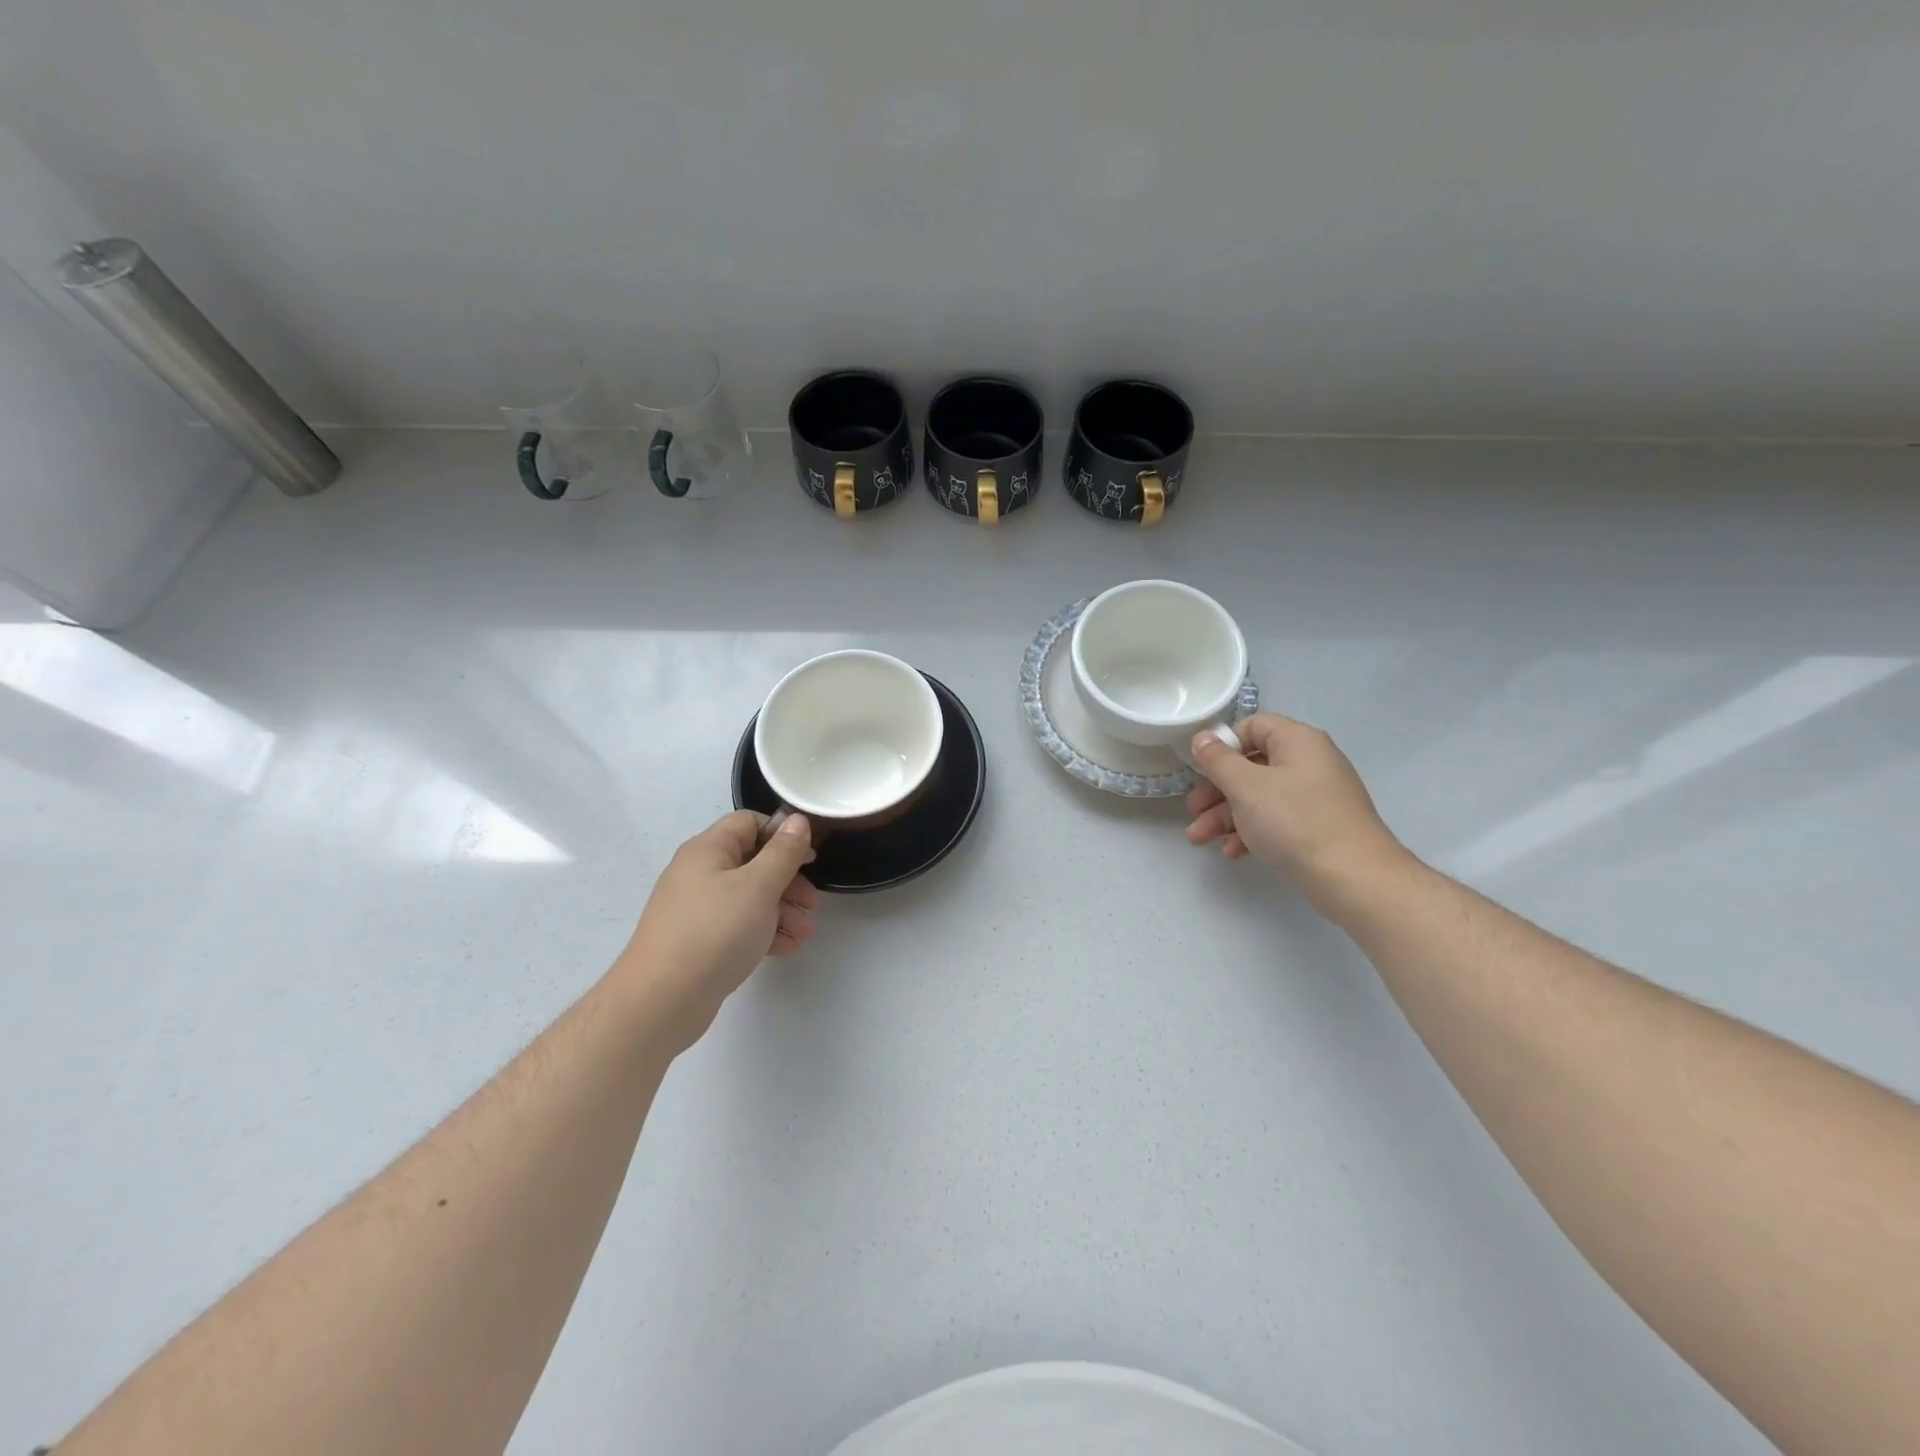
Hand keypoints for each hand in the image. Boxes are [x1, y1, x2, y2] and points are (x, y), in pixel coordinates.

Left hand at [614, 811, 819, 1050]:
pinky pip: (738, 926)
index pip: (749, 823)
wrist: (662, 1000)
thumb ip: (783, 852)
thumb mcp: (759, 886)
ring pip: (748, 898)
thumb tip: (797, 820)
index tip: (810, 857)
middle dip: (788, 881)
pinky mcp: (698, 941)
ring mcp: (697, 909)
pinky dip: (763, 932)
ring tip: (805, 934)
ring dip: (782, 911)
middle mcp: (699, 873)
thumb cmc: (715, 931)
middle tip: (813, 903)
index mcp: (708, 850)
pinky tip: (786, 948)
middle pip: (752, 862)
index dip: (782, 834)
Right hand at [1186, 713, 1408, 910]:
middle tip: (1193, 810)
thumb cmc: (1296, 821)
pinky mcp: (1317, 828)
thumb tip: (1202, 737)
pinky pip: (1276, 821)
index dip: (1223, 744)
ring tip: (1199, 839)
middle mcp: (1309, 763)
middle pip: (1252, 766)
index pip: (1253, 726)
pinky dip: (1251, 832)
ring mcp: (1315, 798)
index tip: (1200, 768)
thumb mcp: (1246, 787)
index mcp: (1298, 742)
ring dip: (1225, 816)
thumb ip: (1218, 760)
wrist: (1354, 878)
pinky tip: (1232, 853)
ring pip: (1259, 797)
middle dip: (1216, 790)